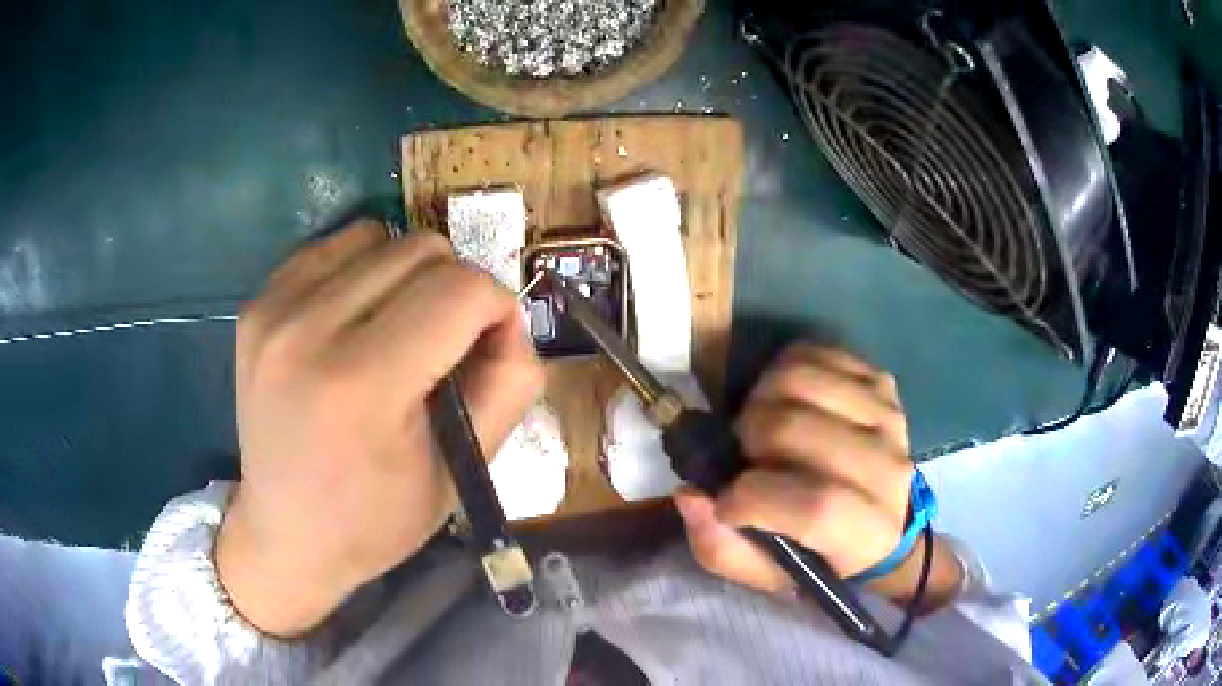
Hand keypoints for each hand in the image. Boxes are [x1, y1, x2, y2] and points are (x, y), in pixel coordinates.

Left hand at [216, 220, 542, 636]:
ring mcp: (273, 312)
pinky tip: (355, 320)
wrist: (287, 536)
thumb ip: (508, 383)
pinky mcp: (256, 306)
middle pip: (422, 250)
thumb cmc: (377, 520)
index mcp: (363, 386)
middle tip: (445, 345)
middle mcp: (308, 332)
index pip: (462, 289)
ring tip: (397, 331)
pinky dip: (361, 270)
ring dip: (407, 276)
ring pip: (379, 237)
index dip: (497, 307)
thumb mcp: (462, 469)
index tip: (491, 345)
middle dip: (455, 289)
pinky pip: (332, 248)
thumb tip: (509, 317)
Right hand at [674, 344, 961, 610]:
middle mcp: (888, 469)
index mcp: (867, 533)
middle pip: (799, 429)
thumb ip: (724, 549)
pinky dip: (784, 369)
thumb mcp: (769, 575)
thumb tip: (691, 494)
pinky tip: (784, 400)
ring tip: (761, 426)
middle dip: (748, 437)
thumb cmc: (822, 557)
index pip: (816, 504)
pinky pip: (819, 352)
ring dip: (762, 398)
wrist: (886, 523)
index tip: (724, 501)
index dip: (753, 497)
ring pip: (804, 379)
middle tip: (742, 455)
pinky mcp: (880, 384)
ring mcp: (887, 417)